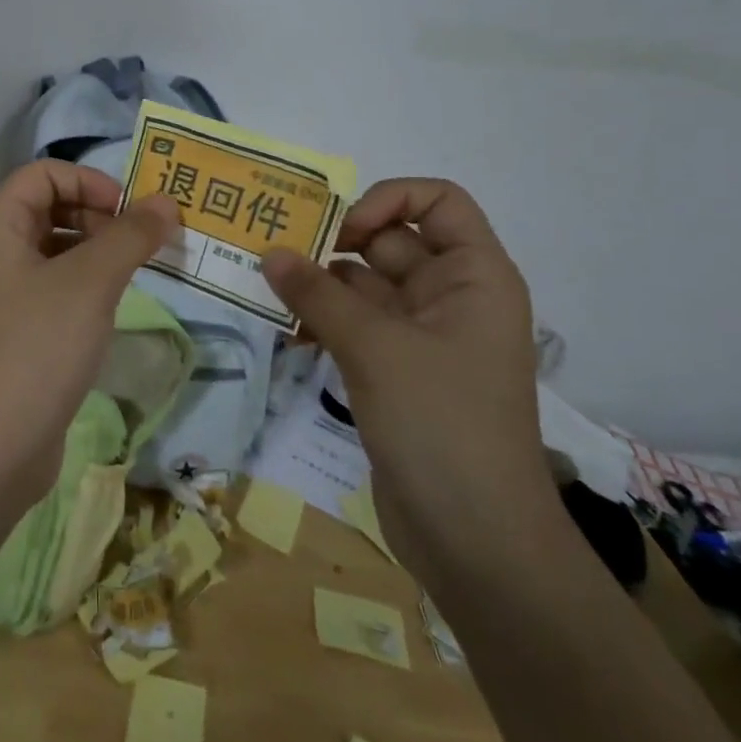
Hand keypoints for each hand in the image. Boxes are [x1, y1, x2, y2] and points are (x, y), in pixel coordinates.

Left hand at [0, 163, 178, 503]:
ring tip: (134, 271)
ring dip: (95, 249)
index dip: (89, 181)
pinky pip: (51, 285)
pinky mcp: (12, 329)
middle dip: (97, 215)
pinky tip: (110, 305)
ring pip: (52, 249)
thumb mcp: (91, 282)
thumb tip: (166, 202)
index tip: (129, 211)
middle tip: (140, 242)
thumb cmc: (37, 346)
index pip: (42, 173)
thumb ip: (130, 235)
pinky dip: (83, 283)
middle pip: (46, 207)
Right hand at [261, 178, 557, 583]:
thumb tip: (269, 253)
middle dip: (334, 241)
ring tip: (265, 286)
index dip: (389, 201)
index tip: (341, 230)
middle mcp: (451, 297)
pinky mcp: (396, 372)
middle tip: (274, 248)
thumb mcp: (375, 348)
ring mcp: (423, 337)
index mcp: (473, 277)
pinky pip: (355, 326)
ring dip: (320, 283)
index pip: (439, 202)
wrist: (475, 540)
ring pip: (365, 286)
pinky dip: (323, 321)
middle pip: (392, 241)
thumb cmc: (442, 423)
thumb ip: (318, 295)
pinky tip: (285, 330)